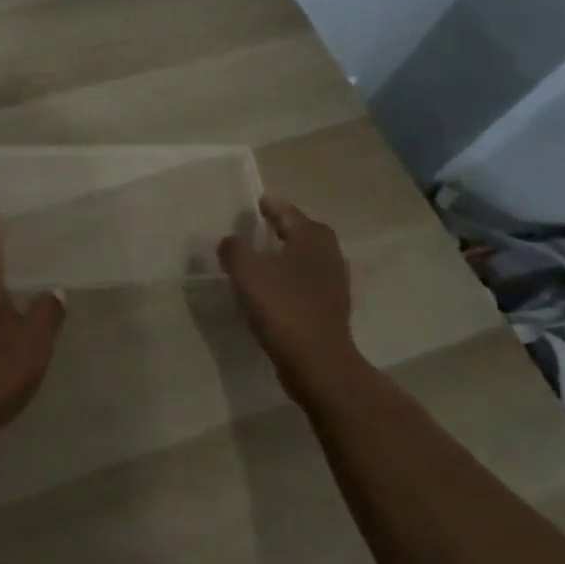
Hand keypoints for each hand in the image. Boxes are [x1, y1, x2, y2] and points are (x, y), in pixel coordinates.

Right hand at [219, 196, 359, 393]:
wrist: (317, 361)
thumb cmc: (282, 306)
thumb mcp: (247, 271)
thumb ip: (234, 249)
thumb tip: (230, 241)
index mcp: (312, 237)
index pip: (288, 212)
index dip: (271, 206)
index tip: (257, 202)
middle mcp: (329, 254)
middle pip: (303, 233)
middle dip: (282, 228)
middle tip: (258, 228)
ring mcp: (334, 283)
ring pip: (305, 259)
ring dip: (286, 256)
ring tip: (261, 259)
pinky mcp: (330, 309)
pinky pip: (305, 283)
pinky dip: (289, 280)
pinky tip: (272, 290)